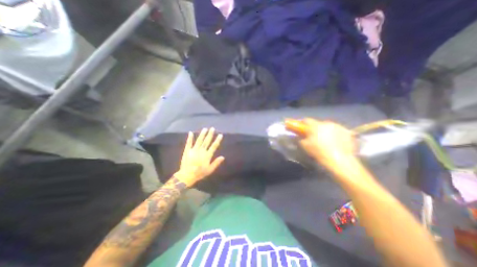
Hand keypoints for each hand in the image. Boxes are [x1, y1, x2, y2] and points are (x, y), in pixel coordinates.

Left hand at [175, 128, 225, 186]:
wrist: (187, 175)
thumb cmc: (200, 173)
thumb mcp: (210, 170)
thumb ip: (216, 163)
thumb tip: (223, 157)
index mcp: (207, 155)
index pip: (214, 146)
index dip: (217, 140)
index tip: (220, 135)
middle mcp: (201, 151)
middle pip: (206, 141)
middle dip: (210, 134)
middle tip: (212, 128)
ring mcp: (194, 150)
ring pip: (199, 140)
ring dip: (202, 134)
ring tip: (205, 129)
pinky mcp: (187, 151)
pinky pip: (189, 143)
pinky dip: (190, 138)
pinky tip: (190, 133)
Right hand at [297, 119, 357, 172]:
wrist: (339, 161)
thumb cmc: (318, 152)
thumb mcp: (304, 146)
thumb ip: (300, 138)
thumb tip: (299, 136)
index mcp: (315, 125)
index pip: (306, 120)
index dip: (302, 124)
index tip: (301, 128)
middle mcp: (327, 123)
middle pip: (318, 123)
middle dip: (315, 128)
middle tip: (313, 137)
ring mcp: (339, 127)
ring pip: (329, 127)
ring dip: (325, 131)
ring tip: (326, 141)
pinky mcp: (348, 132)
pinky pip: (338, 131)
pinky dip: (335, 135)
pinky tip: (335, 143)